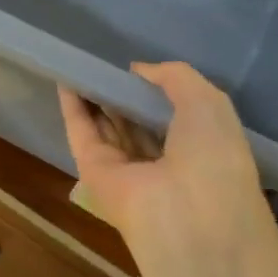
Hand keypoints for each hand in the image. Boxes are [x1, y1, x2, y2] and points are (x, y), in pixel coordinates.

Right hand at [58, 63, 277, 276]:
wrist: (188, 213)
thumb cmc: (212, 156)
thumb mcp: (207, 102)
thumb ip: (175, 77)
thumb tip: (138, 71)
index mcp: (198, 148)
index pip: (171, 116)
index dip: (154, 91)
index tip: (137, 68)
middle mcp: (161, 161)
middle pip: (135, 122)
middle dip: (121, 94)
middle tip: (105, 63)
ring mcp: (125, 168)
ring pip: (106, 126)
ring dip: (94, 97)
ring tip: (81, 64)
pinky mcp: (93, 171)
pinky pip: (82, 133)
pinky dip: (72, 107)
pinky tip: (65, 79)